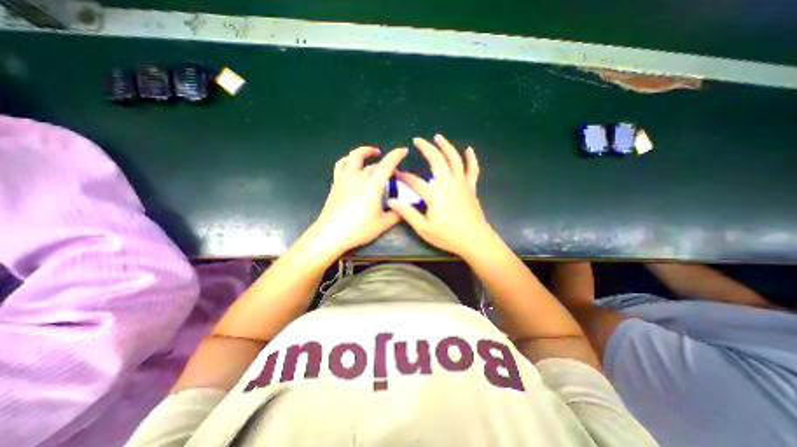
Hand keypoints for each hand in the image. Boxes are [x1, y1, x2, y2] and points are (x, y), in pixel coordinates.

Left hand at [310, 145, 406, 256]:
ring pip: (354, 157)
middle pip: (373, 164)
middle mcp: (358, 177)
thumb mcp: (383, 224)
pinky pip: (341, 165)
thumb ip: (396, 214)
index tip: (404, 150)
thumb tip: (404, 209)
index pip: (387, 164)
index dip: (397, 155)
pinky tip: (351, 162)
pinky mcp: (336, 183)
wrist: (331, 234)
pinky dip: (348, 159)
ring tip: (372, 152)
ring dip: (364, 151)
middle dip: (386, 163)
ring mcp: (344, 179)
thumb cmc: (359, 229)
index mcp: (372, 185)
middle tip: (393, 172)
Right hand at [389, 134, 496, 256]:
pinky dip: (471, 158)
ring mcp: (462, 184)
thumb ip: (407, 213)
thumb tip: (391, 201)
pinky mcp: (471, 187)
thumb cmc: (448, 236)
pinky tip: (469, 150)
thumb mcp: (424, 229)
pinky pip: (472, 169)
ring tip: (438, 137)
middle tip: (417, 140)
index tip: (396, 173)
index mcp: (435, 194)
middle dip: (426, 148)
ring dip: (446, 146)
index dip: (404, 177)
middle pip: (437, 160)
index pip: (415, 181)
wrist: (475, 240)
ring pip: (455, 159)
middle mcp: (448, 183)